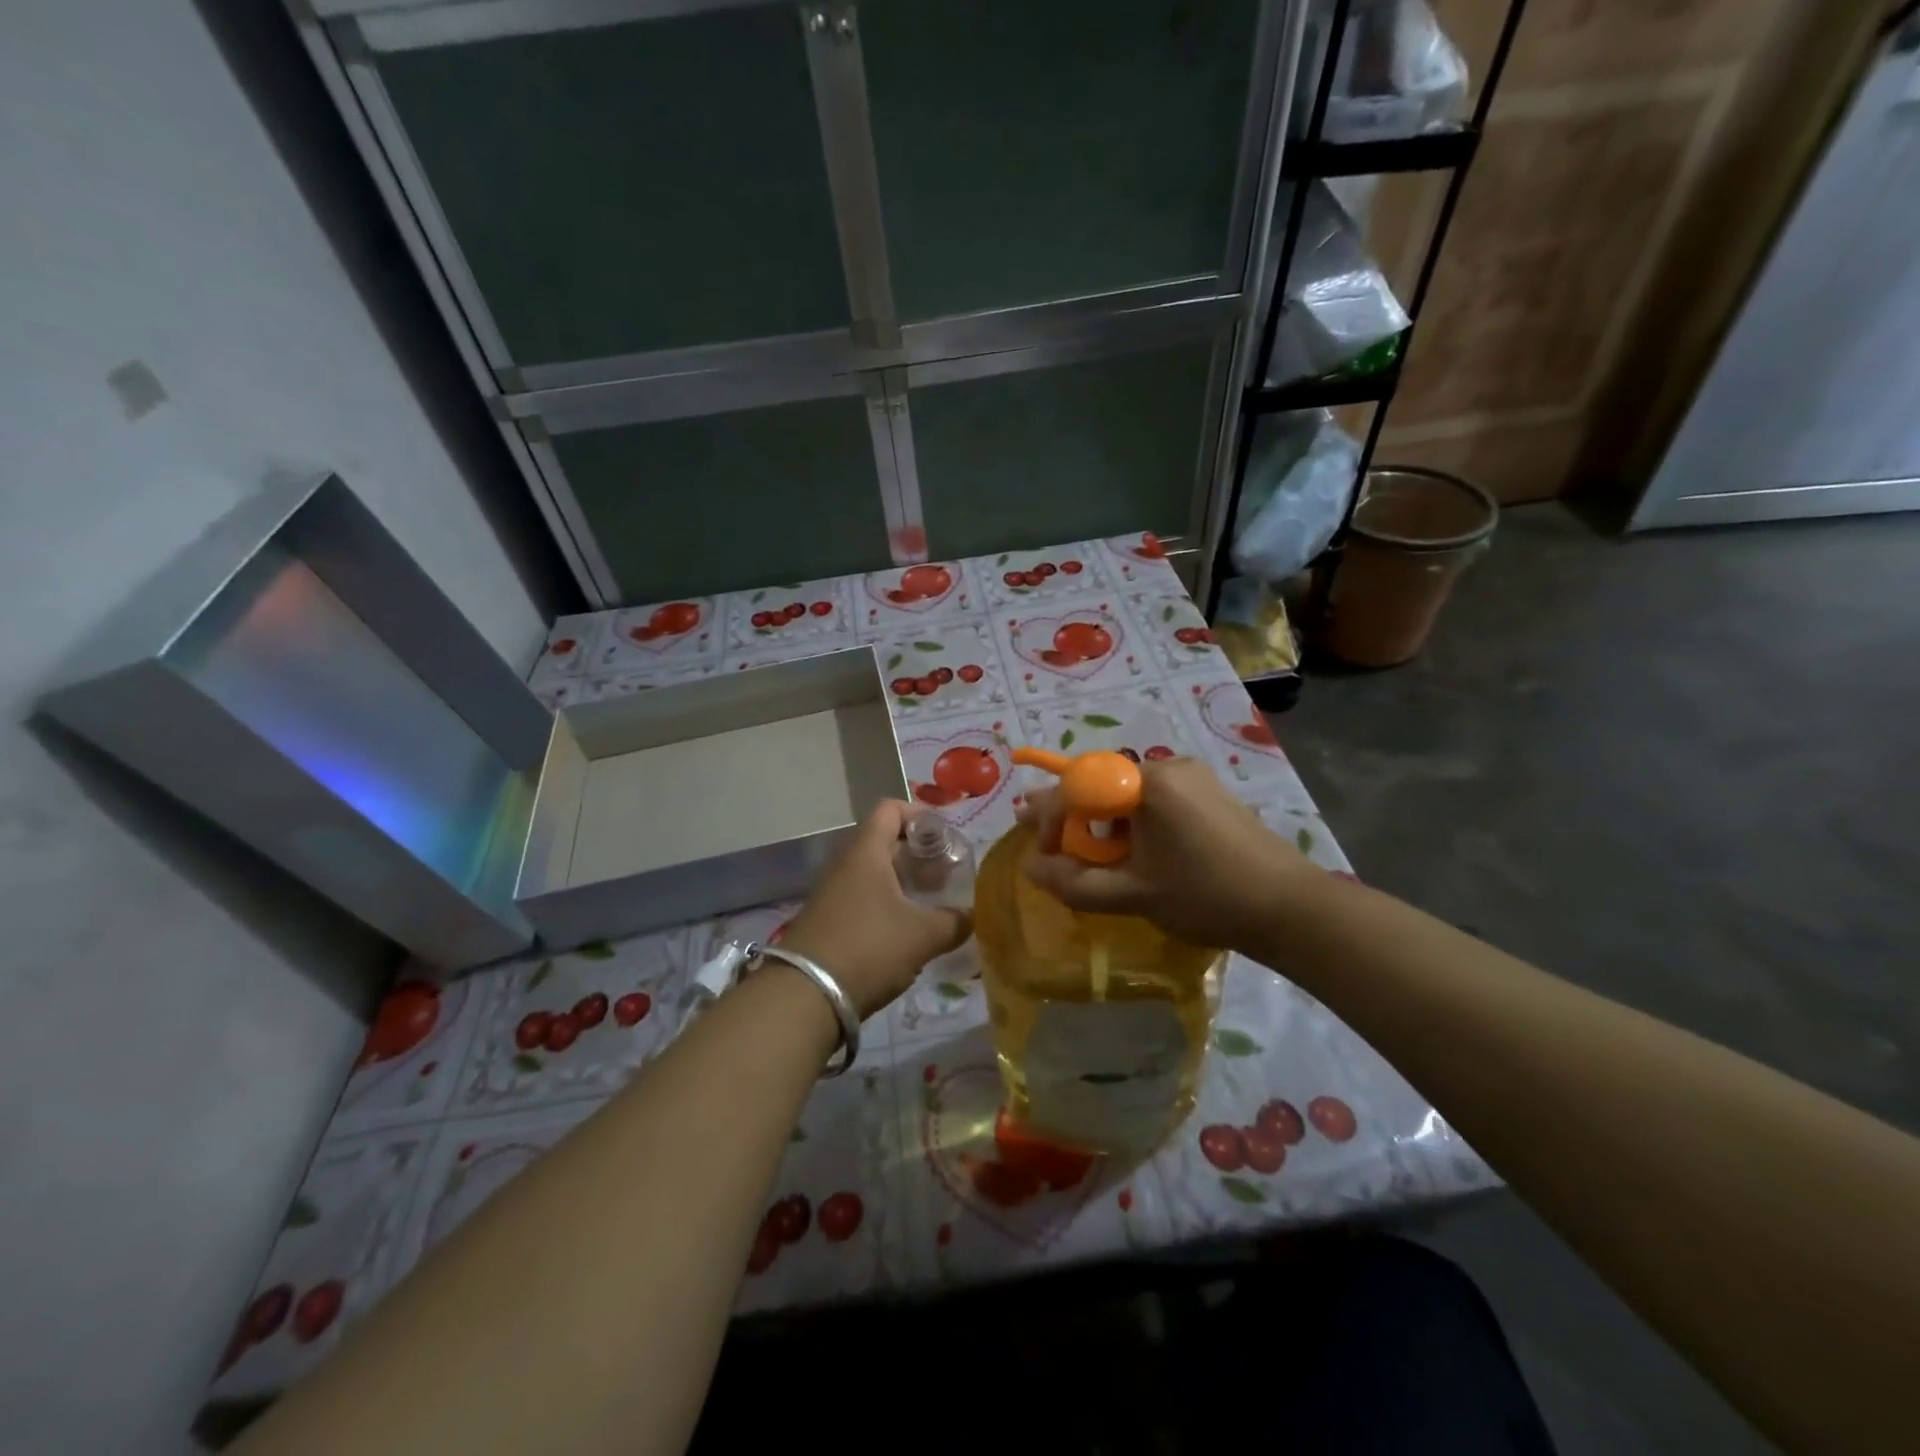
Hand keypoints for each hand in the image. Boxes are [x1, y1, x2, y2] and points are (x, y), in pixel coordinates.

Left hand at [779, 800, 970, 1018]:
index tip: (944, 839)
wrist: (805, 996)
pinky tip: (904, 933)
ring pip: (873, 874)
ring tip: (929, 906)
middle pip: (884, 842)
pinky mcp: (826, 921)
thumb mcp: (923, 936)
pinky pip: (861, 900)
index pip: (890, 809)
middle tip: (944, 876)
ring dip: (902, 884)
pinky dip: (885, 906)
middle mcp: (845, 865)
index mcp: (867, 853)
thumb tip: (973, 916)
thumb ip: (954, 922)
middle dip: (917, 856)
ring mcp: (832, 894)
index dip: (919, 816)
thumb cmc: (869, 948)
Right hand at [1018, 756, 1318, 949]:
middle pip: (1103, 784)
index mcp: (1149, 783)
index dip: (1050, 817)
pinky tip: (1132, 850)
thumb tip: (1031, 867)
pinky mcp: (1210, 794)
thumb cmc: (1205, 897)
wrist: (1290, 908)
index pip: (1080, 786)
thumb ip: (1074, 882)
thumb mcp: (1131, 894)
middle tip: (1049, 843)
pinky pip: (1155, 800)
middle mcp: (1169, 767)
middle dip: (1073, 816)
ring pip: (1128, 793)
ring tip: (1091, 855)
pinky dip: (1133, 822)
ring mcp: (1194, 778)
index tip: (1040, 852)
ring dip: (1103, 822)